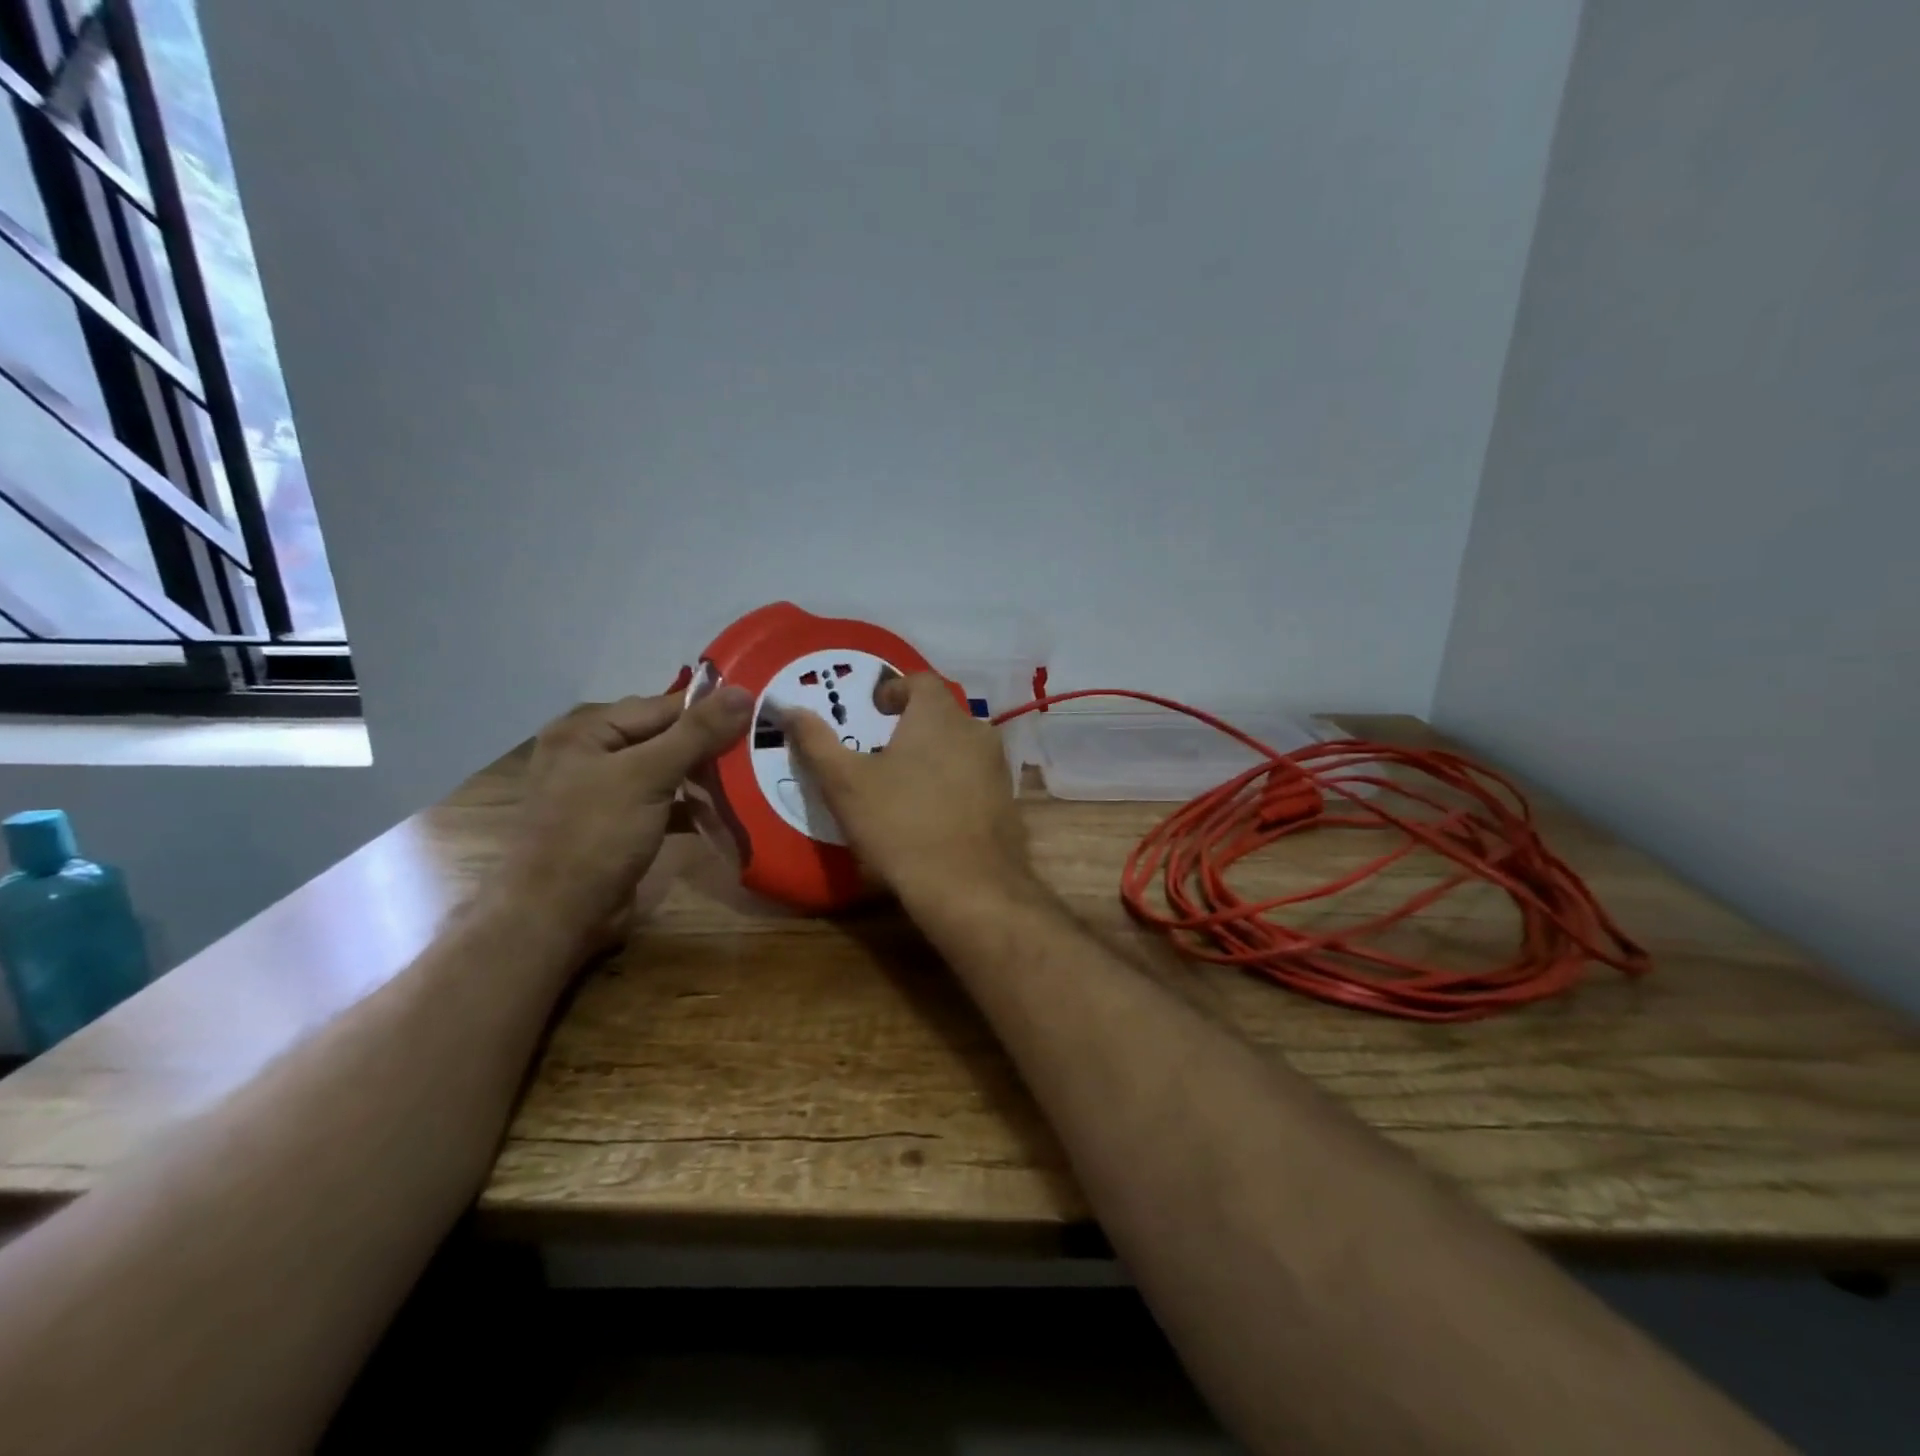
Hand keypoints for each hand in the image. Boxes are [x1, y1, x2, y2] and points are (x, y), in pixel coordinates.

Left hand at [501, 687, 752, 945]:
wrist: (557, 917)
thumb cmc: (596, 835)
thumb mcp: (647, 776)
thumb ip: (697, 732)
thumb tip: (745, 691)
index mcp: (587, 729)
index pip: (662, 706)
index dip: (711, 710)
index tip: (761, 714)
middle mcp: (592, 752)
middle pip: (665, 736)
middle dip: (711, 745)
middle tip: (761, 746)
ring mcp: (605, 791)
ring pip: (668, 770)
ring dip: (705, 776)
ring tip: (753, 775)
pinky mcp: (620, 824)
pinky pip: (664, 802)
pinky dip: (692, 805)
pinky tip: (726, 811)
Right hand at [782, 673, 1028, 900]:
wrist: (969, 888)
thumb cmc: (900, 825)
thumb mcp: (845, 783)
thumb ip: (816, 741)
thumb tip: (788, 708)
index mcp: (940, 716)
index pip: (920, 681)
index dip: (894, 689)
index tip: (874, 709)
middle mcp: (977, 732)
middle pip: (942, 715)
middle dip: (912, 727)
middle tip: (882, 751)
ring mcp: (998, 769)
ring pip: (961, 749)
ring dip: (935, 757)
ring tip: (905, 785)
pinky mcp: (1008, 803)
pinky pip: (975, 780)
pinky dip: (954, 786)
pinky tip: (934, 816)